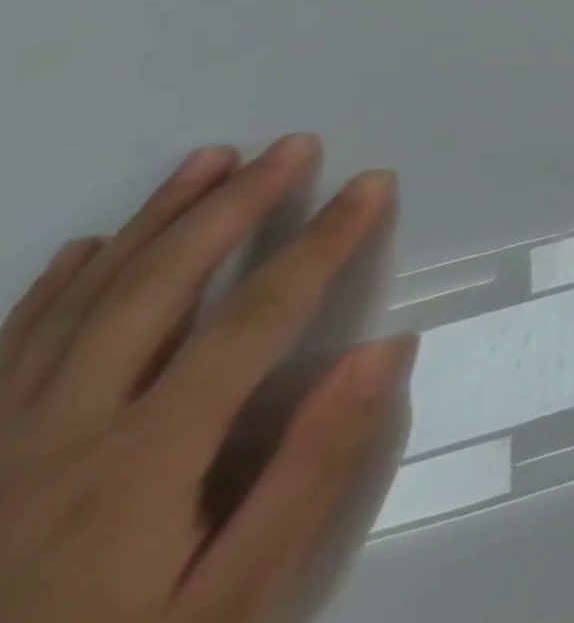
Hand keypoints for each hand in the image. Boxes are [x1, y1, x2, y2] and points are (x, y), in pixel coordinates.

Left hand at [0, 135, 410, 622]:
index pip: (255, 317)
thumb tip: (388, 347)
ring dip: (151, 222)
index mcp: (139, 463)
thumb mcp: (232, 603)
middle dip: (234, 205)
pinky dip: (50, 289)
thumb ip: (310, 470)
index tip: (373, 183)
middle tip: (292, 144)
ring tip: (208, 160)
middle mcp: (55, 437)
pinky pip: (1, 353)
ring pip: (77, 304)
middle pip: (157, 288)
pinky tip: (83, 249)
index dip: (323, 241)